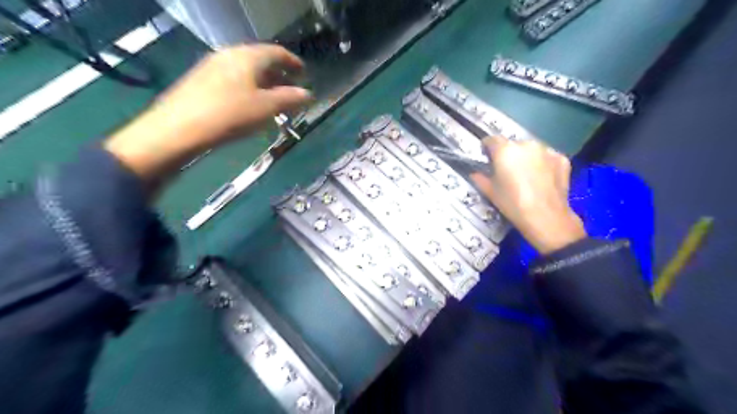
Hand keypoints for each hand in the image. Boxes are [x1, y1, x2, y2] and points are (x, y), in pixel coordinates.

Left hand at [103, 44, 309, 188]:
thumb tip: (307, 94)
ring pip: (246, 70)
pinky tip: (249, 103)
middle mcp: (229, 54)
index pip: (277, 52)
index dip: (293, 62)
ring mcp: (212, 66)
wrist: (178, 128)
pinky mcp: (201, 80)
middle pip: (260, 59)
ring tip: (273, 100)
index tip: (304, 73)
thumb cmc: (229, 115)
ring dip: (264, 82)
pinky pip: (233, 78)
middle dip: (279, 74)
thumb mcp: (266, 108)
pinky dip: (248, 87)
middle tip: (291, 90)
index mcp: (247, 56)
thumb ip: (289, 99)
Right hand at [472, 136, 587, 253]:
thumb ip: (480, 178)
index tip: (487, 159)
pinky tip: (542, 180)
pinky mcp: (561, 158)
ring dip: (527, 158)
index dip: (487, 149)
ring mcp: (546, 150)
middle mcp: (526, 144)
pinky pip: (547, 157)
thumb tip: (475, 173)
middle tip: (508, 172)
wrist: (546, 218)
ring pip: (531, 150)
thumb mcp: (490, 192)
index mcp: (505, 150)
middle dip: (509, 155)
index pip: (491, 140)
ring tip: (527, 177)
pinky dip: (543, 164)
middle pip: (513, 145)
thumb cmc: (512, 204)